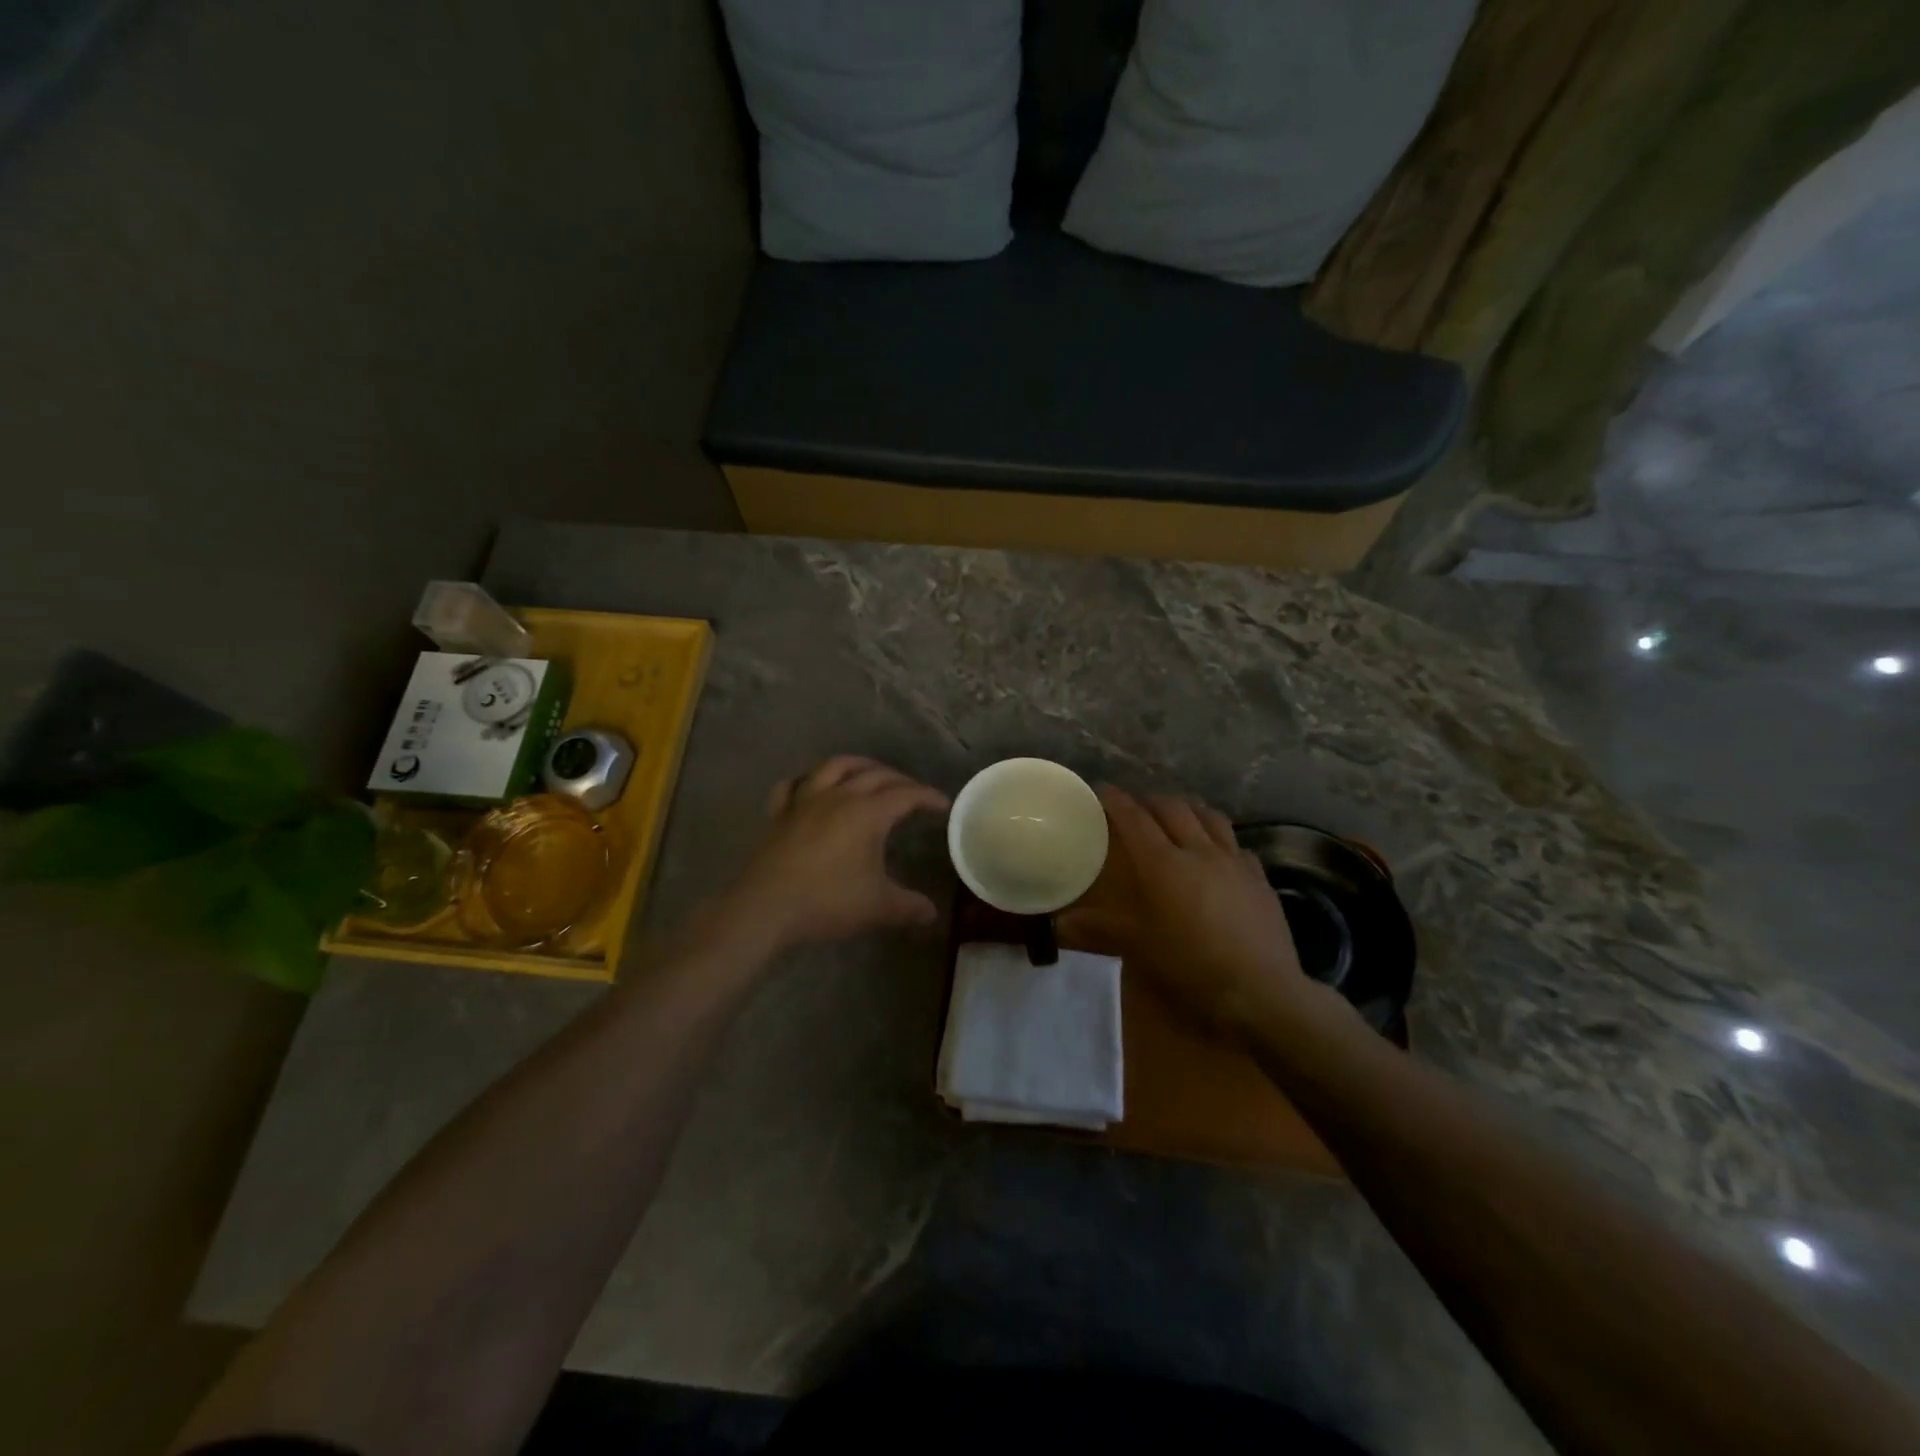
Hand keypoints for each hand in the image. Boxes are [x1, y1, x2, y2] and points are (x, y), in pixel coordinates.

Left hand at [719, 756, 949, 954]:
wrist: (765, 908)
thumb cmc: (827, 902)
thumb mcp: (878, 907)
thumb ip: (909, 907)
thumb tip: (932, 914)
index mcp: (867, 812)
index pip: (906, 795)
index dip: (928, 797)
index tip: (943, 805)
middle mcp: (839, 796)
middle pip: (875, 775)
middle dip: (900, 780)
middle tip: (913, 793)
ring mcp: (805, 801)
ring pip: (835, 767)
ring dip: (858, 765)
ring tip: (870, 773)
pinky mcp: (780, 814)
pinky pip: (793, 785)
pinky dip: (806, 780)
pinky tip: (811, 786)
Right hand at [1058, 787, 1320, 1040]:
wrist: (1261, 990)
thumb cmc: (1191, 966)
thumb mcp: (1139, 949)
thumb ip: (1099, 930)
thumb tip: (1059, 925)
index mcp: (1163, 864)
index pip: (1135, 819)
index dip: (1117, 801)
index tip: (1103, 789)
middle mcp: (1199, 851)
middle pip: (1173, 808)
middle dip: (1151, 800)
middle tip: (1136, 806)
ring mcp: (1234, 861)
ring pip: (1210, 816)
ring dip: (1188, 808)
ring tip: (1178, 814)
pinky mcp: (1259, 878)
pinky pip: (1236, 844)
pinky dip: (1219, 837)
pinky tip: (1218, 852)